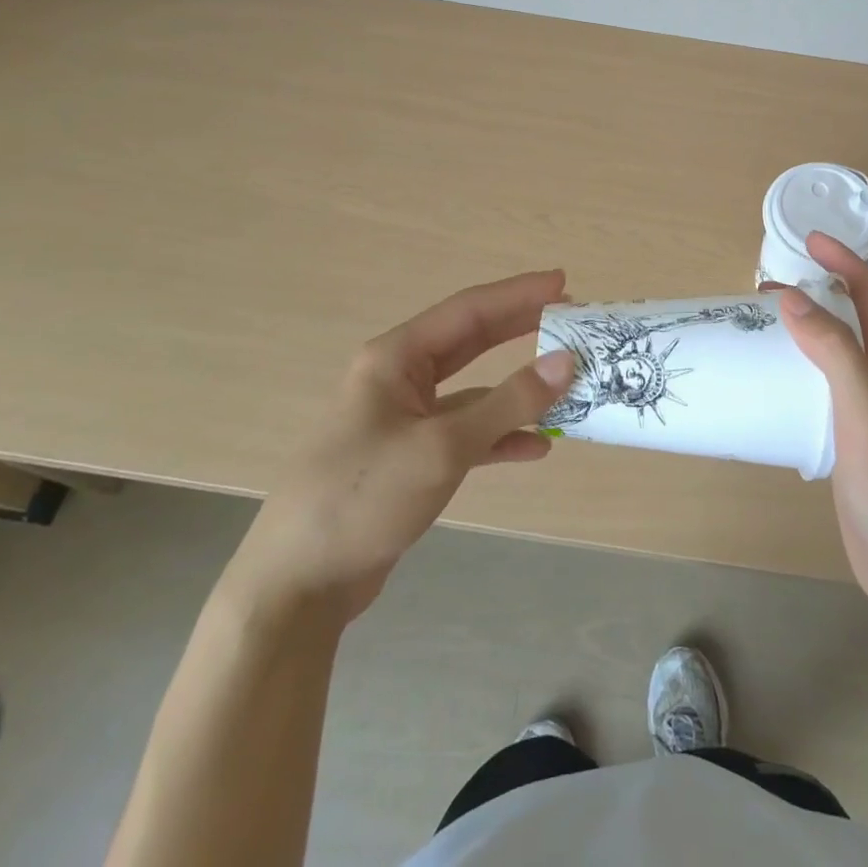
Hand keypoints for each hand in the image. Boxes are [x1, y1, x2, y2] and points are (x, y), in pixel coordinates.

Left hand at [222, 270, 574, 630]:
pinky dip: (499, 436)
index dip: (518, 294)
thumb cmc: (364, 497)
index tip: (563, 282)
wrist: (297, 585)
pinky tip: (535, 447)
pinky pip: (465, 433)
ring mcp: (404, 419)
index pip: (468, 310)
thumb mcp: (443, 446)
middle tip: (570, 318)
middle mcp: (399, 379)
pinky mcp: (409, 458)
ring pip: (472, 390)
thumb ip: (508, 402)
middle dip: (520, 328)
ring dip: (516, 388)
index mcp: (396, 358)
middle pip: (471, 341)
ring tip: (564, 381)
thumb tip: (566, 362)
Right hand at [778, 234, 867, 619]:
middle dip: (817, 291)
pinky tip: (773, 381)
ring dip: (804, 329)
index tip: (809, 240)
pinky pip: (822, 387)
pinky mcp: (851, 439)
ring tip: (762, 326)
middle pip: (852, 318)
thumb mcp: (866, 407)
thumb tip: (792, 299)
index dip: (845, 261)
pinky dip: (798, 369)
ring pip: (835, 353)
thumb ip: (834, 350)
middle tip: (767, 287)